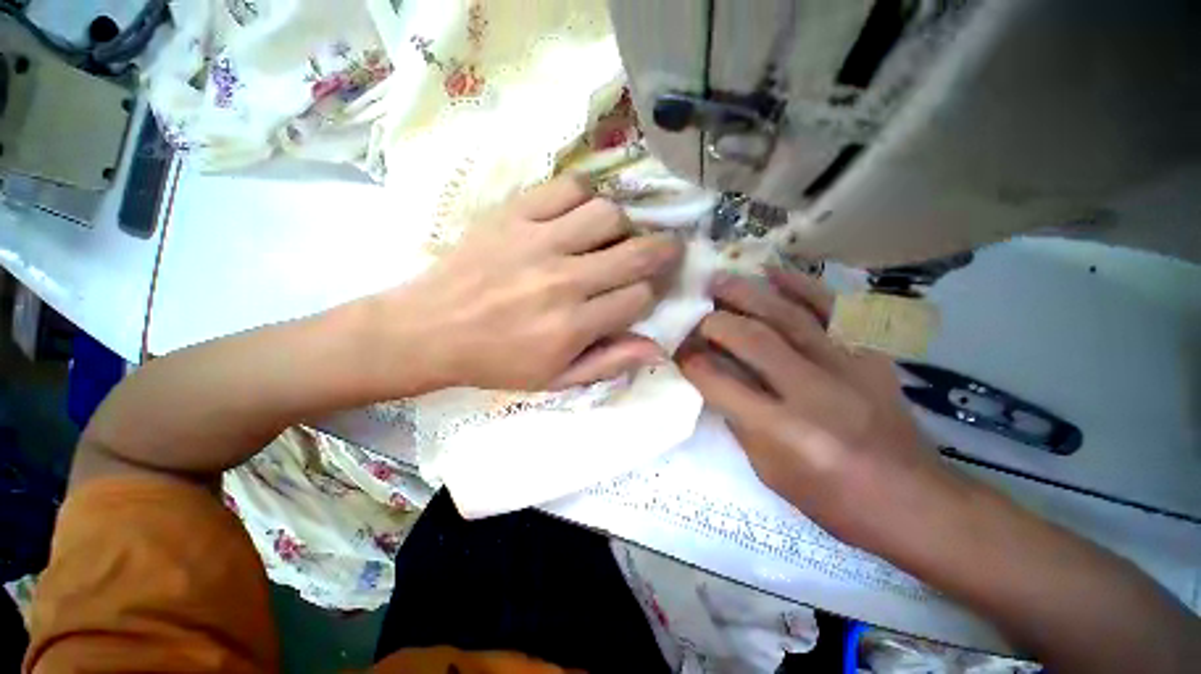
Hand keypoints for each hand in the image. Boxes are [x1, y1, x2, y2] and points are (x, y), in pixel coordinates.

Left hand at [379, 176, 682, 390]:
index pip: (639, 298)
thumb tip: (658, 349)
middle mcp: (563, 281)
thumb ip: (609, 363)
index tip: (644, 293)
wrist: (429, 330)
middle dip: (663, 251)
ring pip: (608, 215)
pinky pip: (568, 188)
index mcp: (573, 326)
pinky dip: (585, 196)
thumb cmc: (496, 362)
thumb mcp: (556, 380)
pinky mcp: (513, 216)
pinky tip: (580, 214)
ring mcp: (538, 243)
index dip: (650, 294)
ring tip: (613, 237)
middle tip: (666, 249)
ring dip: (622, 226)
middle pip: (636, 253)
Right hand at [678, 270, 957, 552]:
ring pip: (788, 315)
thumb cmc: (832, 498)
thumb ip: (737, 418)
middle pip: (753, 340)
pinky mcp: (871, 354)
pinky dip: (800, 285)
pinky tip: (772, 273)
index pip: (721, 383)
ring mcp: (849, 367)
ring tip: (719, 280)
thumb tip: (711, 376)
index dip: (692, 362)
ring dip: (747, 293)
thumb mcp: (769, 471)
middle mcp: (815, 393)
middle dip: (714, 321)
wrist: (913, 500)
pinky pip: (833, 308)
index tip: (677, 348)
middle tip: (694, 312)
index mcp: (786, 432)